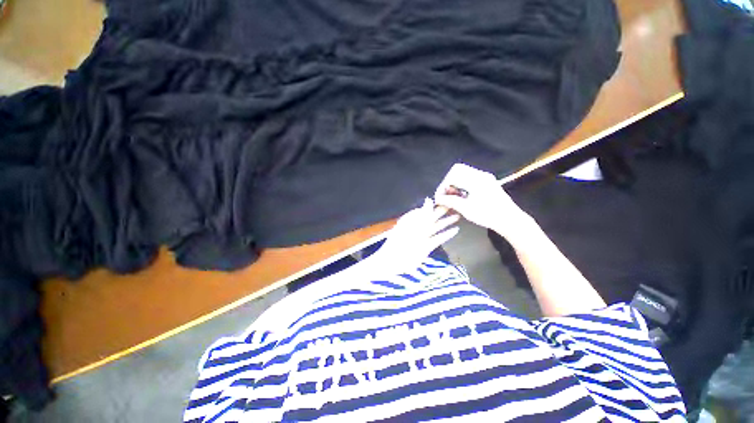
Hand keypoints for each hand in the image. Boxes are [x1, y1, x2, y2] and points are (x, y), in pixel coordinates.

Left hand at [371, 198, 458, 272]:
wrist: (393, 261)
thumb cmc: (400, 241)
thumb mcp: (411, 226)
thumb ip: (422, 213)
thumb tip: (429, 200)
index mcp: (411, 220)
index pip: (424, 210)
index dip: (433, 205)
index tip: (444, 199)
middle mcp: (417, 227)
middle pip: (431, 218)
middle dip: (441, 212)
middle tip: (454, 205)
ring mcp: (422, 238)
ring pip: (436, 227)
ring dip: (446, 222)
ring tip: (457, 216)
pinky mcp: (426, 247)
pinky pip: (437, 239)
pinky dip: (446, 235)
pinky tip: (455, 230)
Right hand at [434, 163, 531, 237]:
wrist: (509, 220)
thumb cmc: (488, 215)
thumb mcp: (466, 209)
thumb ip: (450, 201)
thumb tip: (437, 198)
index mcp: (476, 180)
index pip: (453, 176)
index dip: (443, 185)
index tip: (440, 196)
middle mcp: (481, 175)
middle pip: (457, 170)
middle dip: (448, 182)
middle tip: (446, 194)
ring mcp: (485, 178)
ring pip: (463, 173)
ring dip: (455, 183)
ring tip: (453, 197)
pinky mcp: (488, 182)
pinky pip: (470, 177)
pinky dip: (462, 184)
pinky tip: (462, 196)